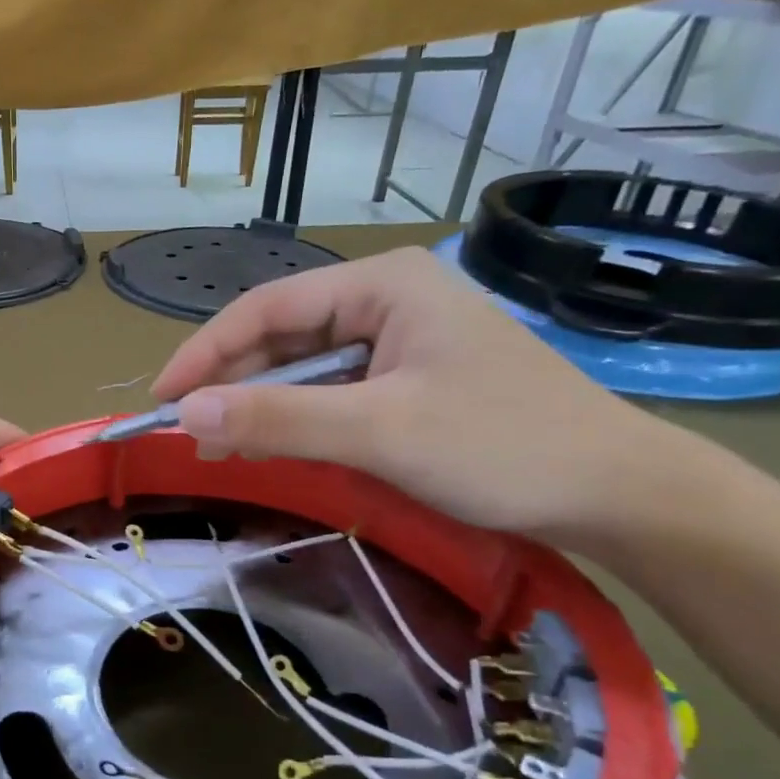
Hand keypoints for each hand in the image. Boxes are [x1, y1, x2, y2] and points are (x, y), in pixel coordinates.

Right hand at [149, 247, 691, 544]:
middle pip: (280, 335)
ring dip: (259, 405)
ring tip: (220, 446)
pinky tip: (273, 444)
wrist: (618, 495)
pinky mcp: (407, 377)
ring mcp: (398, 338)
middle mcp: (384, 299)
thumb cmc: (502, 448)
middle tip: (189, 435)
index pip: (265, 307)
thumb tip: (184, 412)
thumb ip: (278, 417)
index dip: (204, 352)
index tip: (161, 399)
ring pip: (302, 366)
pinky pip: (329, 390)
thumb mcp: (379, 432)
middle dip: (232, 383)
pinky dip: (295, 418)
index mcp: (381, 283)